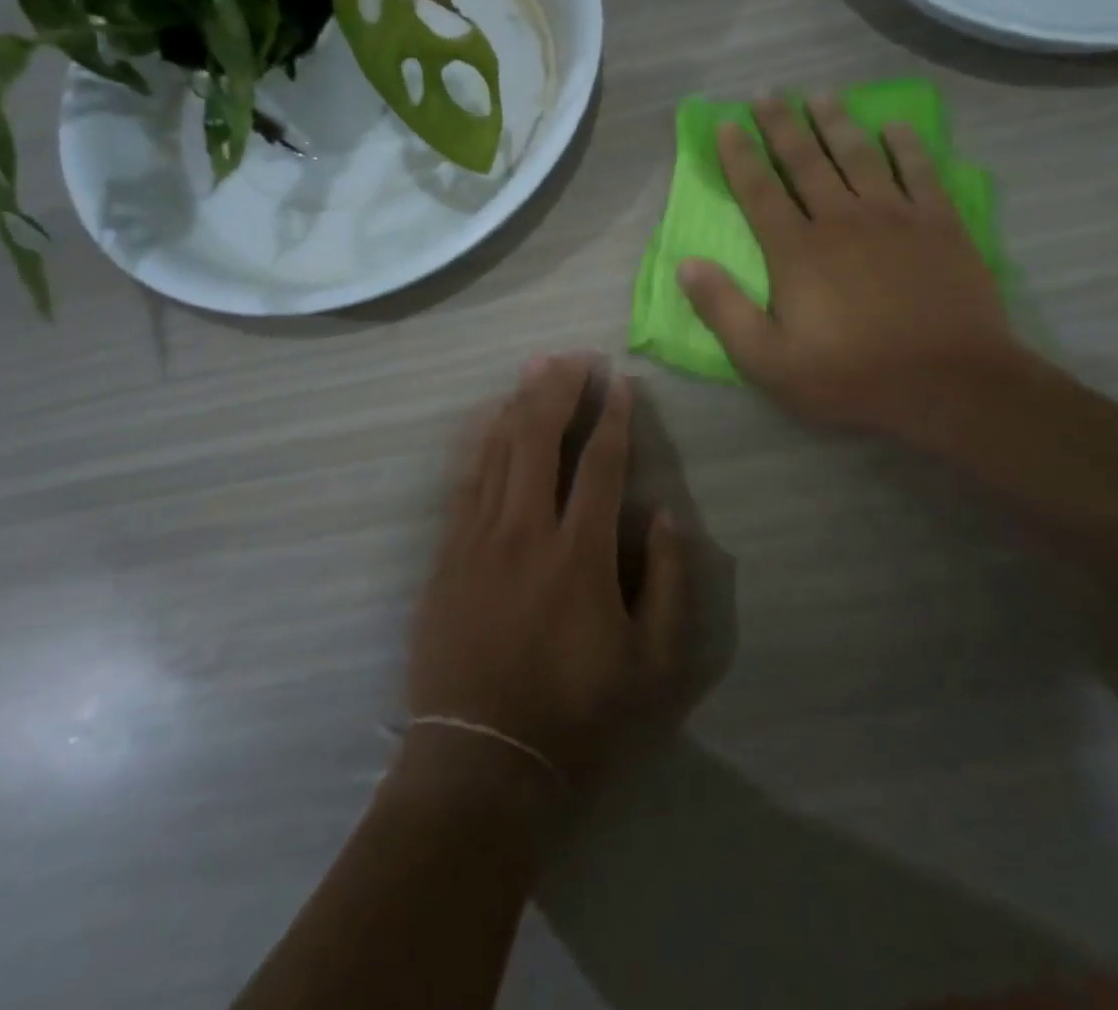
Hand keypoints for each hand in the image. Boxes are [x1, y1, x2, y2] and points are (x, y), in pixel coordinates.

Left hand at [407, 356, 690, 794]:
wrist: (481, 760)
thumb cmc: (577, 715)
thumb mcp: (654, 666)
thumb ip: (671, 583)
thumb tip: (666, 515)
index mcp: (580, 554)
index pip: (601, 464)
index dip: (614, 417)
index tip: (620, 382)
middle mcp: (526, 530)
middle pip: (541, 438)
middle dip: (561, 390)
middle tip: (575, 357)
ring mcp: (478, 538)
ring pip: (499, 450)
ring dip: (520, 404)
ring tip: (537, 369)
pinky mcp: (446, 553)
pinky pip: (465, 480)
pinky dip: (481, 441)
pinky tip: (491, 419)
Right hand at [678, 95, 1018, 439]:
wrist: (950, 384)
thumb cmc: (851, 376)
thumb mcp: (768, 361)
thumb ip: (724, 310)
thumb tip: (686, 264)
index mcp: (797, 250)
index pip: (759, 191)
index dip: (739, 156)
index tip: (726, 124)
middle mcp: (841, 219)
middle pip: (804, 161)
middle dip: (781, 125)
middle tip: (767, 93)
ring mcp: (895, 216)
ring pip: (858, 155)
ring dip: (836, 122)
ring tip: (820, 95)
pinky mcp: (939, 224)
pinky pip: (919, 171)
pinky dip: (906, 144)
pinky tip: (896, 125)